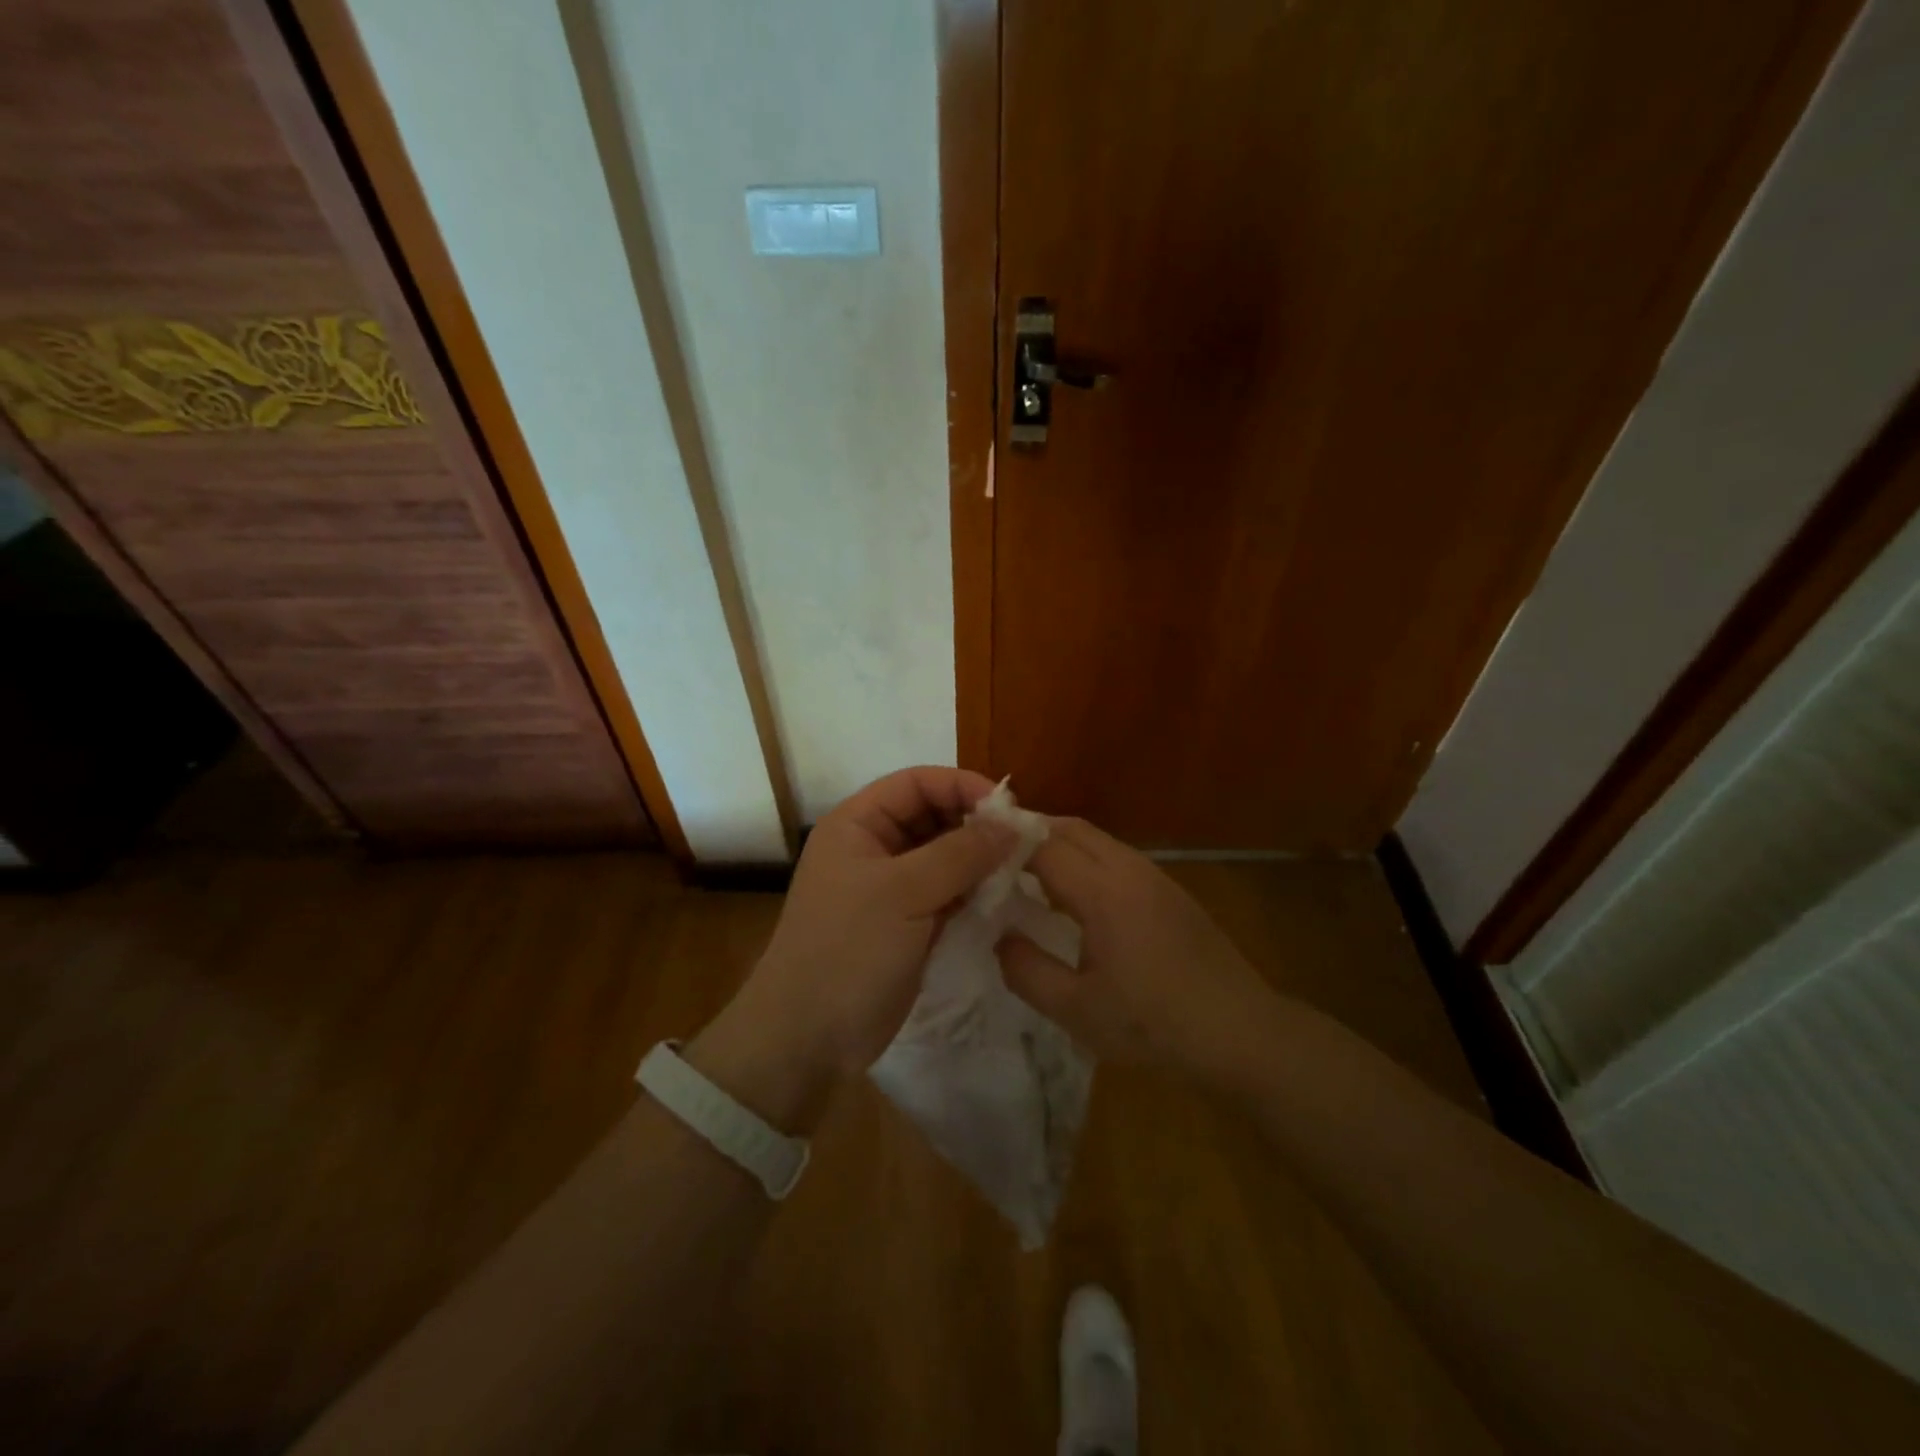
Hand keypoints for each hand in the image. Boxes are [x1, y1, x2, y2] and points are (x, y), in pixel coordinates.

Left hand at [715, 767, 1016, 1087]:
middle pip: (933, 816)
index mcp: (857, 824)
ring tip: (1018, 869)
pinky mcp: (907, 923)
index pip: (916, 783)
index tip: (1008, 808)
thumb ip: (960, 853)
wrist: (808, 1036)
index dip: (962, 785)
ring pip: (944, 856)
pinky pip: (947, 892)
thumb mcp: (904, 892)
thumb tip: (1012, 825)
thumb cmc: (848, 949)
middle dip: (975, 824)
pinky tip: (1002, 896)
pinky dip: (973, 891)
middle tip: (1021, 842)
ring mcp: (890, 888)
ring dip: (978, 859)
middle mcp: (874, 847)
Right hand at [996, 817, 1276, 1074]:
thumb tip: (999, 937)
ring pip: (1095, 839)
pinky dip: (1084, 860)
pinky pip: (1114, 857)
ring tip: (1024, 875)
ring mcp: (1154, 875)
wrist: (1241, 1032)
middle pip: (1070, 827)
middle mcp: (1128, 868)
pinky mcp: (1169, 889)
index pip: (1042, 844)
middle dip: (1028, 833)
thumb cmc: (1154, 1024)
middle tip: (992, 859)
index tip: (972, 856)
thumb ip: (1026, 970)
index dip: (1004, 845)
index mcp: (1103, 891)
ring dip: (1058, 845)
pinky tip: (1073, 897)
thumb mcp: (1077, 1010)